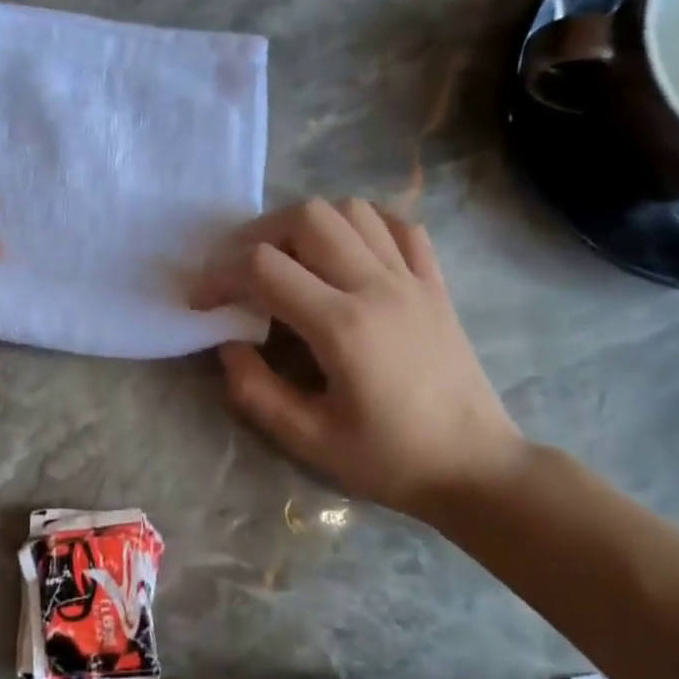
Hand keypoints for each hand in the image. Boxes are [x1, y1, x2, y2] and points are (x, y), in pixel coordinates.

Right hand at [192, 198, 526, 516]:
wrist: (476, 468)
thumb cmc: (391, 460)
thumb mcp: (310, 441)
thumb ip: (256, 391)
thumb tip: (229, 345)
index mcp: (342, 326)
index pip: (263, 267)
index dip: (219, 275)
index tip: (202, 301)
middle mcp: (377, 286)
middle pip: (307, 217)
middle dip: (258, 235)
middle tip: (241, 271)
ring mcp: (412, 279)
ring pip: (352, 210)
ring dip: (308, 223)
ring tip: (289, 259)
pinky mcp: (436, 284)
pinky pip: (399, 226)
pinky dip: (364, 224)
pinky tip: (347, 252)